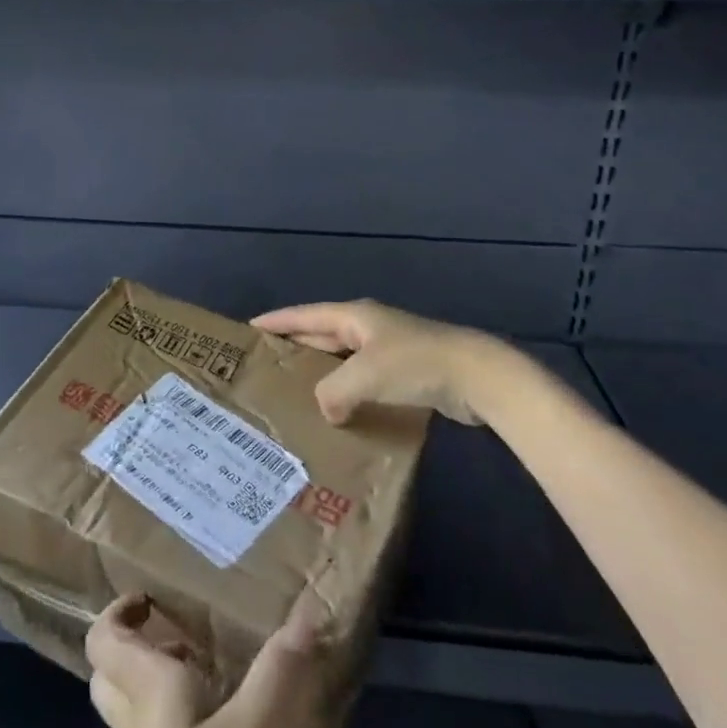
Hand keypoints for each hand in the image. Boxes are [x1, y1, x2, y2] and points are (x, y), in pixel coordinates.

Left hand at [88, 592, 321, 727]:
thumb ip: (274, 677)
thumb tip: (306, 611)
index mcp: (146, 689)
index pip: (104, 639)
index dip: (117, 612)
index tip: (150, 600)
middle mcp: (137, 721)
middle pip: (115, 676)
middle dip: (142, 651)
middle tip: (185, 640)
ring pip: (140, 713)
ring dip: (168, 692)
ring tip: (219, 682)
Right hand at [253, 298, 532, 426]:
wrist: (477, 376)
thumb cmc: (414, 364)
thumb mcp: (364, 375)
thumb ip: (333, 393)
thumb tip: (327, 411)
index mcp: (354, 316)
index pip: (304, 315)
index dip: (277, 321)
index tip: (250, 328)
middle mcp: (368, 328)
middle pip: (322, 334)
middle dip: (296, 346)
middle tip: (267, 365)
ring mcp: (388, 350)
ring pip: (344, 359)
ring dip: (323, 373)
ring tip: (296, 392)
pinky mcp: (406, 373)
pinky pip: (364, 380)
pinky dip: (348, 392)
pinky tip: (340, 413)